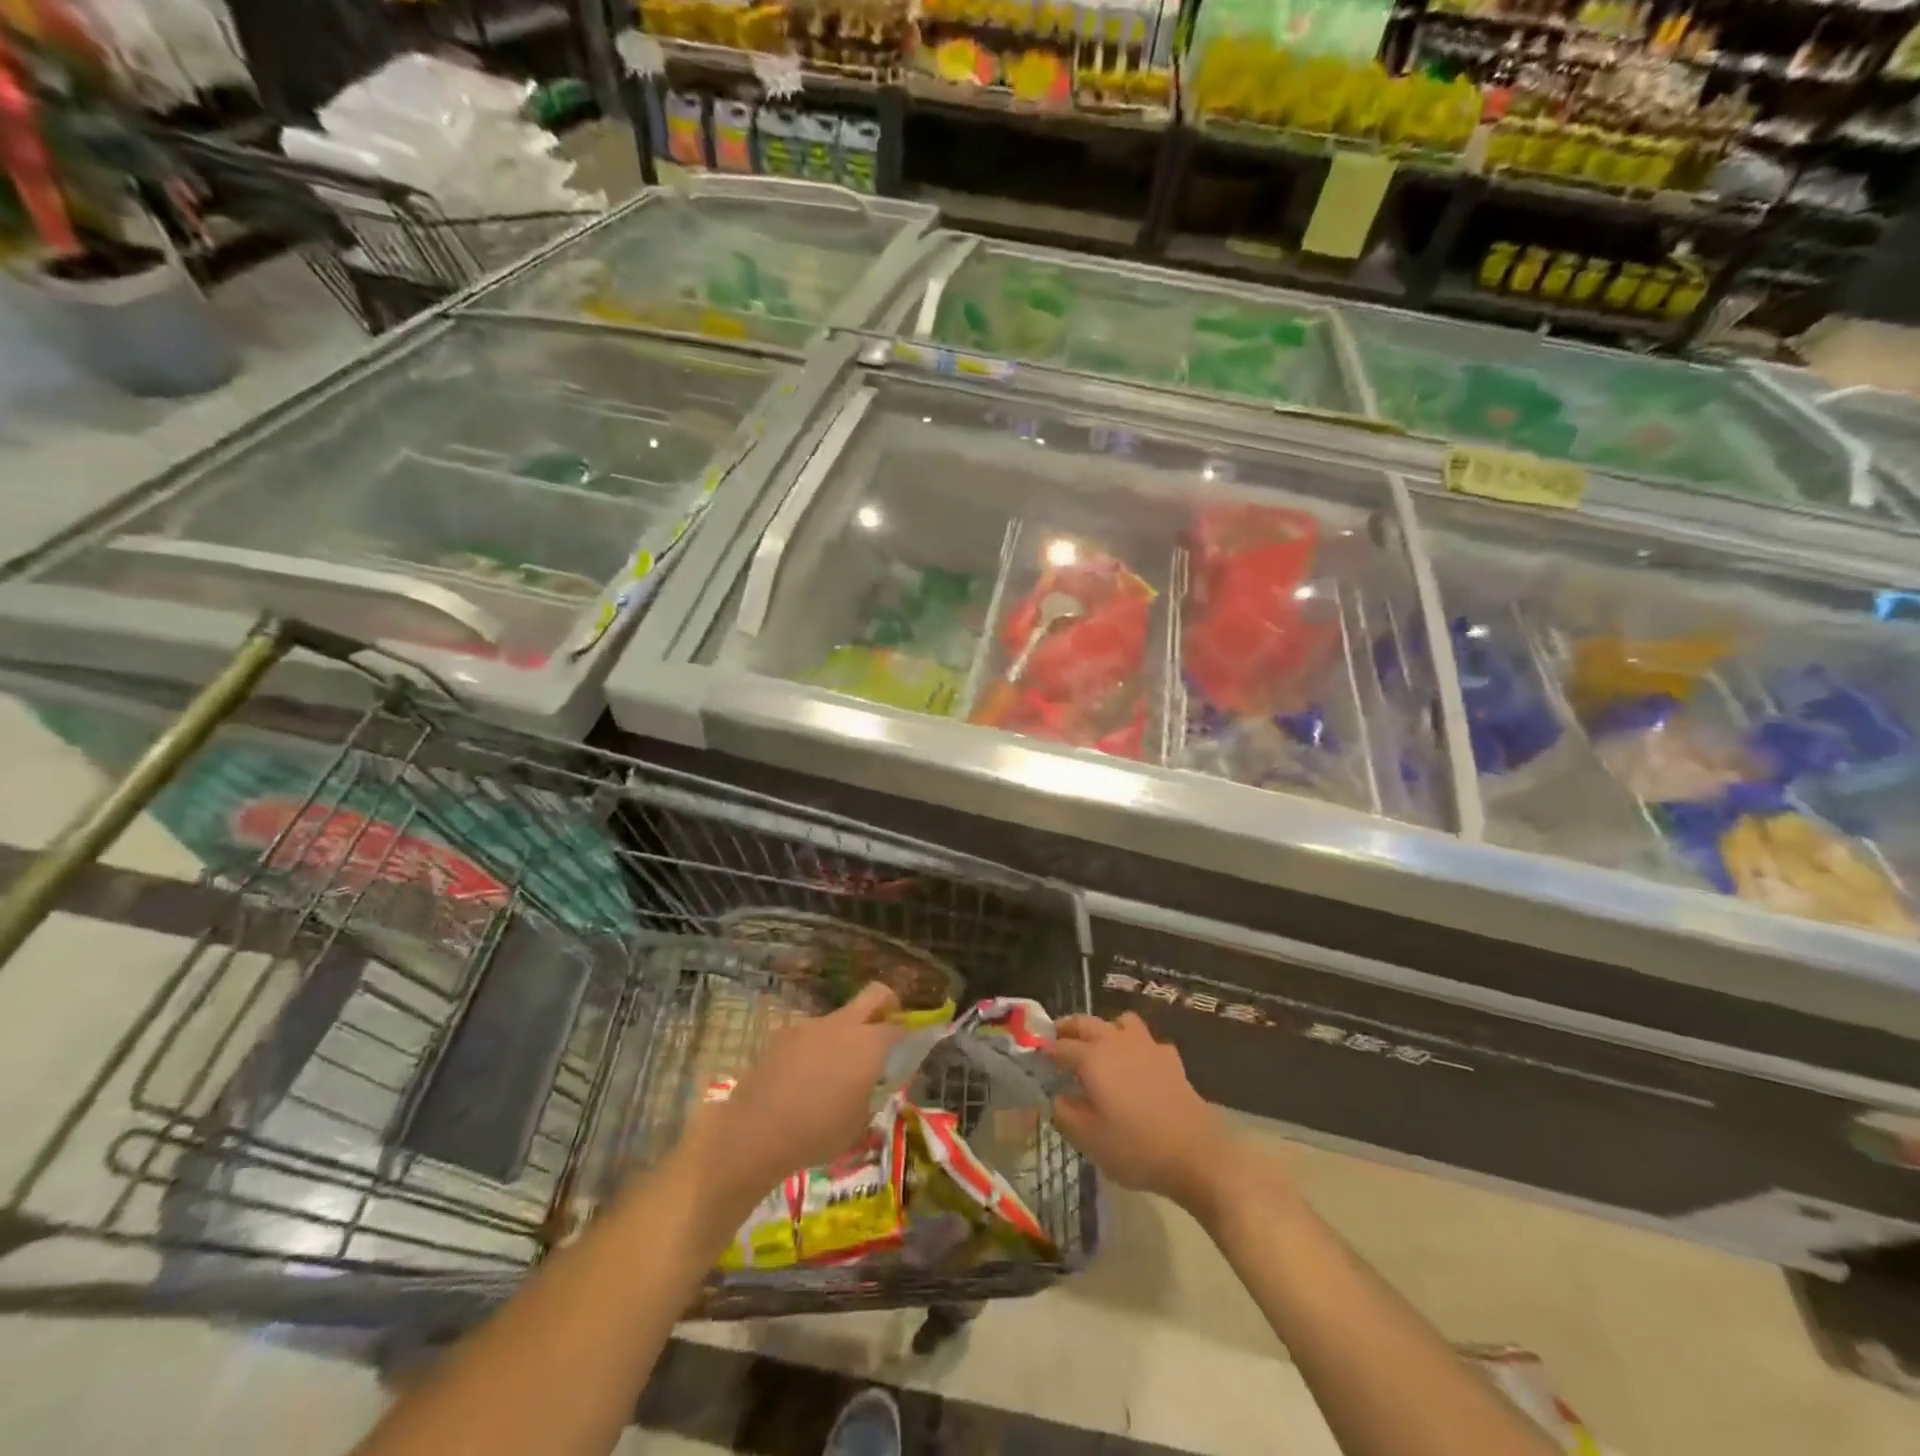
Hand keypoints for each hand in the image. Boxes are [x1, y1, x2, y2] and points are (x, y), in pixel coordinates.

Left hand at [684, 982, 903, 1209]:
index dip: (908, 1034)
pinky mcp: (785, 1034)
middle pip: (874, 994)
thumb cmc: (817, 1133)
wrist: (756, 1132)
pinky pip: (811, 1034)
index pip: (900, 1026)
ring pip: (839, 1019)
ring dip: (845, 1035)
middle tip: (885, 1030)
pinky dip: (816, 1049)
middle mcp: (843, 1025)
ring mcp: (811, 1025)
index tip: (909, 1049)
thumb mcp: (859, 1124)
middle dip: (887, 1005)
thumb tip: (875, 1083)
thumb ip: (874, 1095)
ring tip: (833, 1074)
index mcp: (869, 1044)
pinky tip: (803, 1079)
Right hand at [1046, 1012, 1240, 1214]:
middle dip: (1069, 1028)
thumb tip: (1057, 1096)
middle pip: (1087, 1023)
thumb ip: (1065, 1113)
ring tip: (1099, 1047)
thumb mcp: (1088, 1139)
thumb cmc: (1135, 1147)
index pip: (1061, 1046)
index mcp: (1092, 1057)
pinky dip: (1137, 1047)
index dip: (1046, 1050)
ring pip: (1120, 1022)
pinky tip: (1138, 1066)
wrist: (1196, 1153)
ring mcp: (1147, 1046)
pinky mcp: (1170, 1059)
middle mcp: (1116, 1042)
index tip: (1036, 1057)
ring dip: (1105, 1028)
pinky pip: (1147, 1042)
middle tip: (1057, 1039)